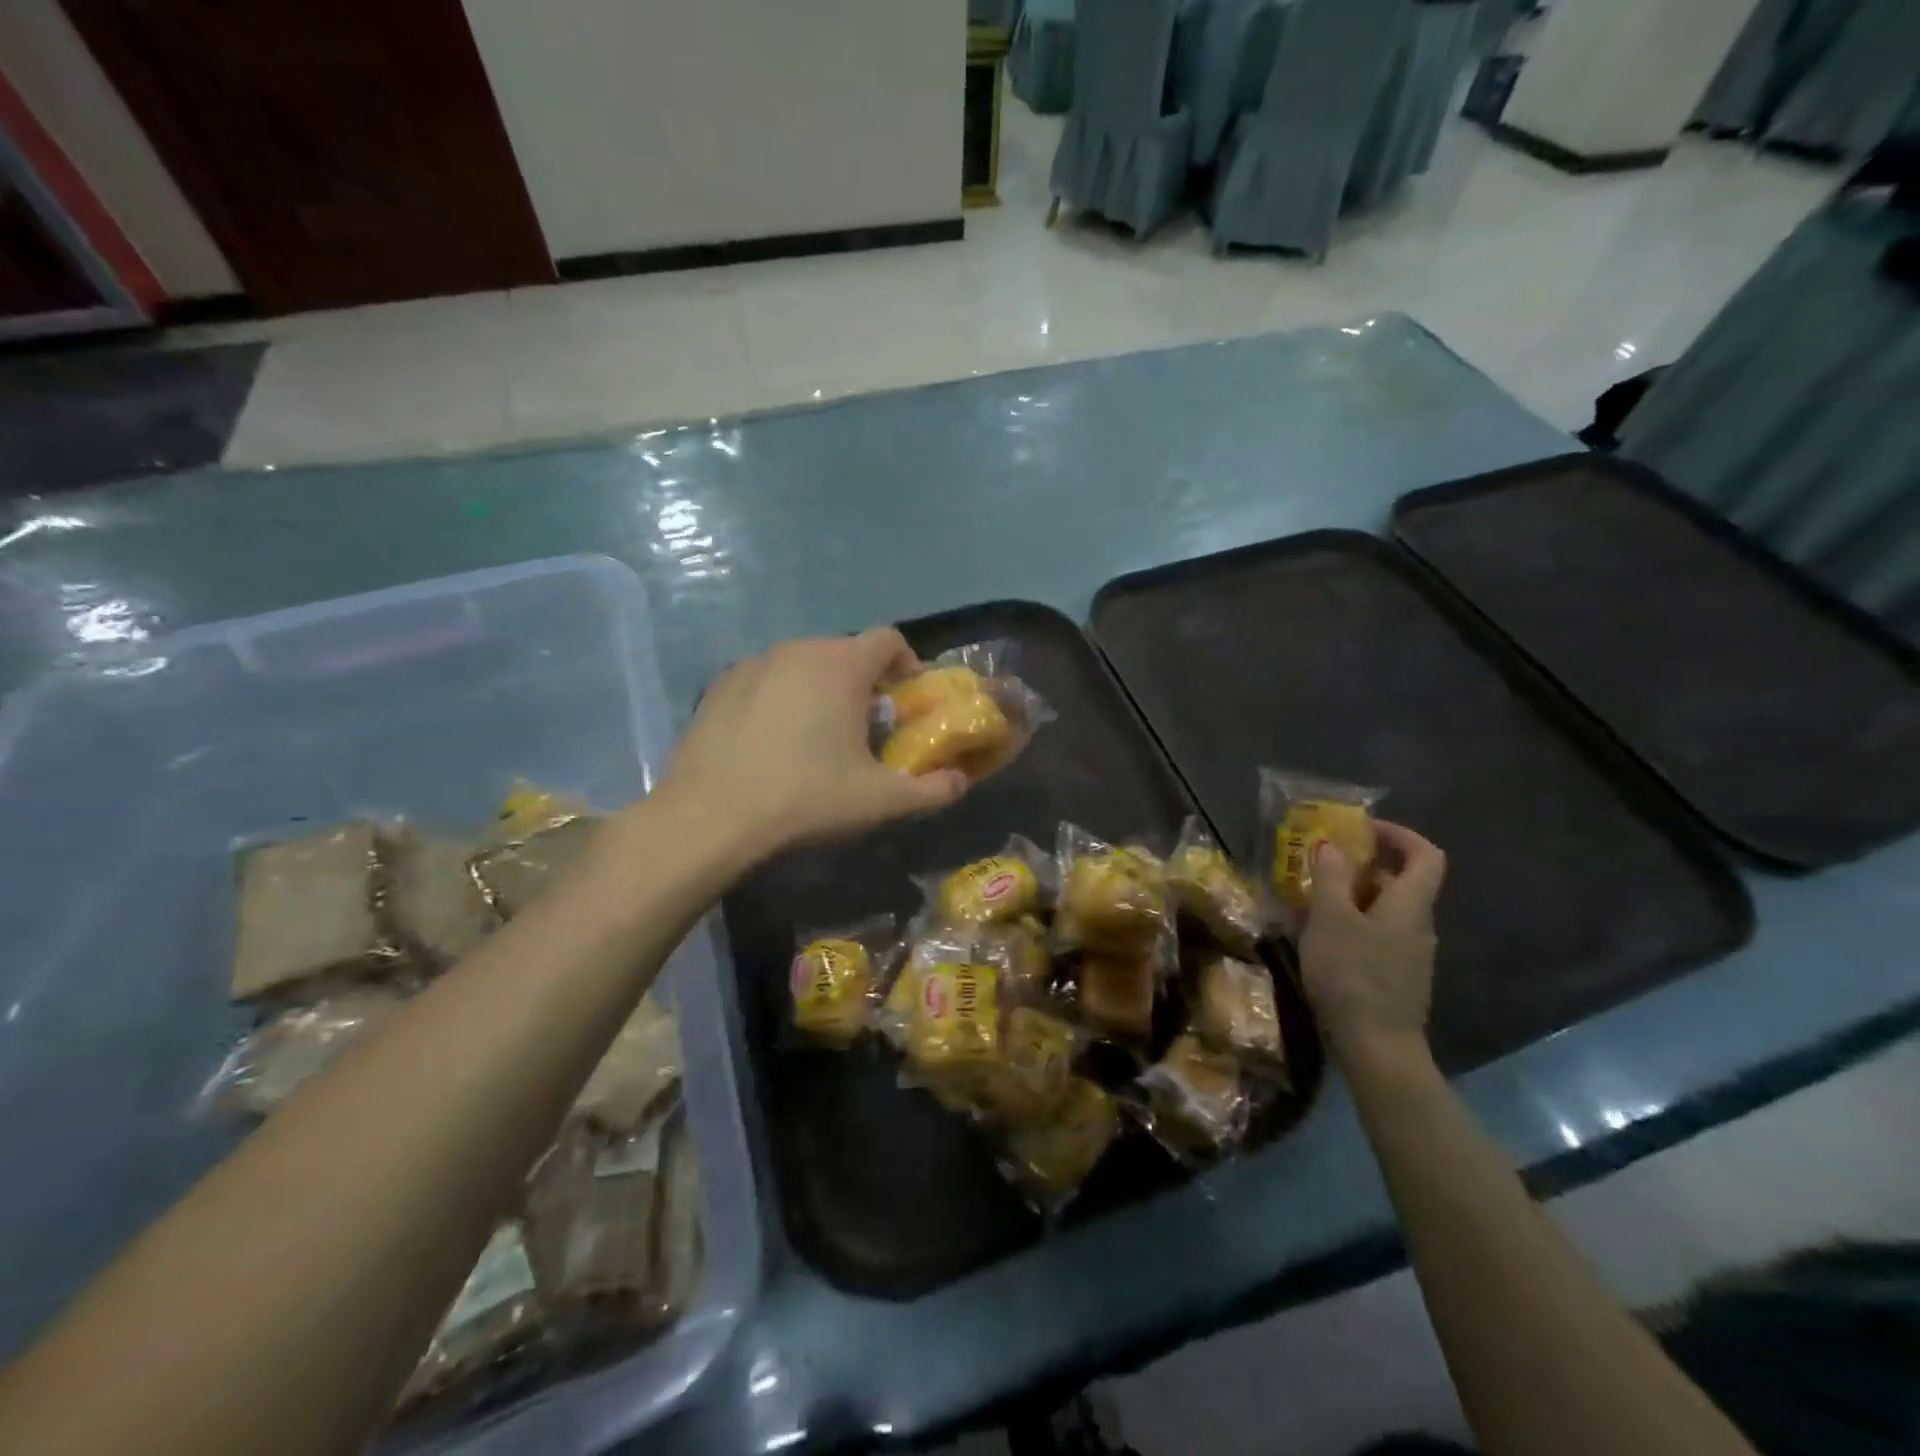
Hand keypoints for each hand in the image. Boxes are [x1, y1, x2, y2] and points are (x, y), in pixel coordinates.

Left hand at [654, 627, 968, 864]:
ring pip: (803, 664)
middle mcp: (799, 650)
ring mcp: (753, 663)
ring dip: (821, 687)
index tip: (905, 699)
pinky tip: (772, 741)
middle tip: (865, 726)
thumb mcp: (879, 801)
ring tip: (817, 735)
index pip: (888, 639)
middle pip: (845, 651)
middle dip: (863, 681)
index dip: (906, 664)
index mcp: (841, 665)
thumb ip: (932, 790)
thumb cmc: (806, 798)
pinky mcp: (719, 684)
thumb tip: (960, 783)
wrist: (711, 816)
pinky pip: (766, 679)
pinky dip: (780, 697)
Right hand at [1297, 821, 1446, 1067]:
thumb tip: (1332, 845)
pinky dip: (1350, 925)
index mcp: (1410, 905)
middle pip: (1400, 882)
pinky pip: (1374, 935)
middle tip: (1322, 862)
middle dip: (1362, 865)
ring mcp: (1408, 954)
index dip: (1399, 834)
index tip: (1363, 828)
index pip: (1425, 855)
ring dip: (1351, 896)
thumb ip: (1332, 878)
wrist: (1376, 1047)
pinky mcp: (1394, 977)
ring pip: (1383, 910)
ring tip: (1309, 897)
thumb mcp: (1332, 919)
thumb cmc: (1354, 975)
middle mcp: (1417, 925)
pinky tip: (1318, 936)